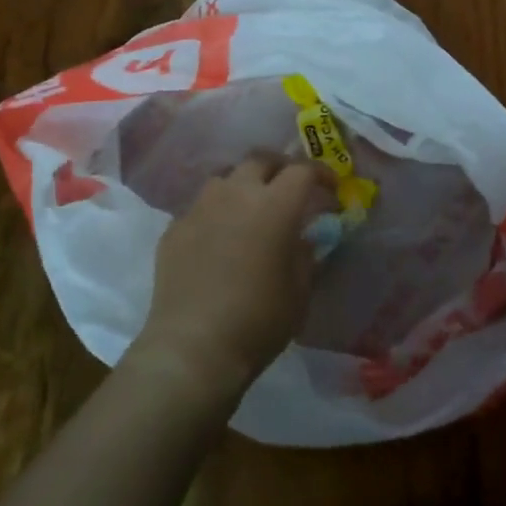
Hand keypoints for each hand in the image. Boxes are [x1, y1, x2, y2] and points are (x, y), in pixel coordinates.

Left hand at [126, 154, 331, 408]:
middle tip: (288, 187)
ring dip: (242, 184)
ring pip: (225, 177)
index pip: (302, 171)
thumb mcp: (299, 292)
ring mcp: (200, 207)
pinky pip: (200, 206)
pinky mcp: (175, 227)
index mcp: (274, 205)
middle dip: (279, 168)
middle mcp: (236, 193)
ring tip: (249, 207)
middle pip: (260, 160)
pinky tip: (217, 237)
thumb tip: (305, 238)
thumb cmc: (258, 320)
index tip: (330, 188)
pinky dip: (215, 212)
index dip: (320, 174)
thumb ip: (306, 255)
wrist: (193, 346)